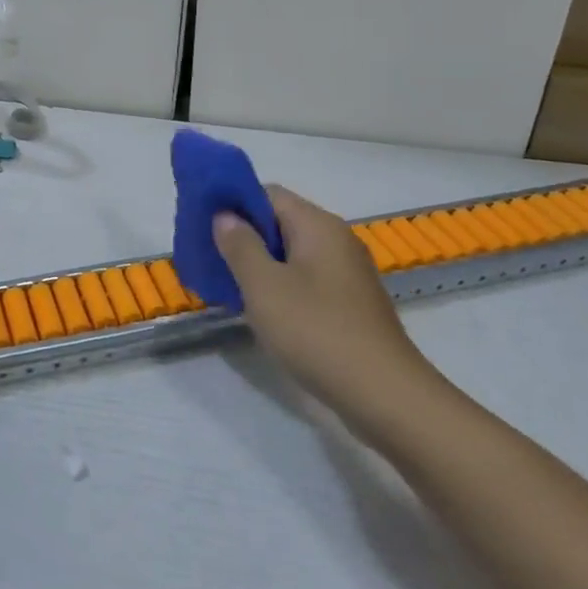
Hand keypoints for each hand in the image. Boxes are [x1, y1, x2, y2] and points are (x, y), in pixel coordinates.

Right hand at [213, 186, 438, 422]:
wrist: (384, 395)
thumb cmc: (317, 332)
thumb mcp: (265, 286)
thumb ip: (240, 245)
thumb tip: (225, 215)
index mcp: (317, 225)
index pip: (268, 194)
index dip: (233, 203)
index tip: (203, 225)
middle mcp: (336, 240)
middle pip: (280, 222)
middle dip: (242, 237)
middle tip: (209, 258)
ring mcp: (346, 274)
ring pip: (291, 255)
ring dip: (259, 265)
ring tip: (227, 286)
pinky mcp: (349, 304)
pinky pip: (305, 281)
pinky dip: (280, 287)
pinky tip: (261, 312)